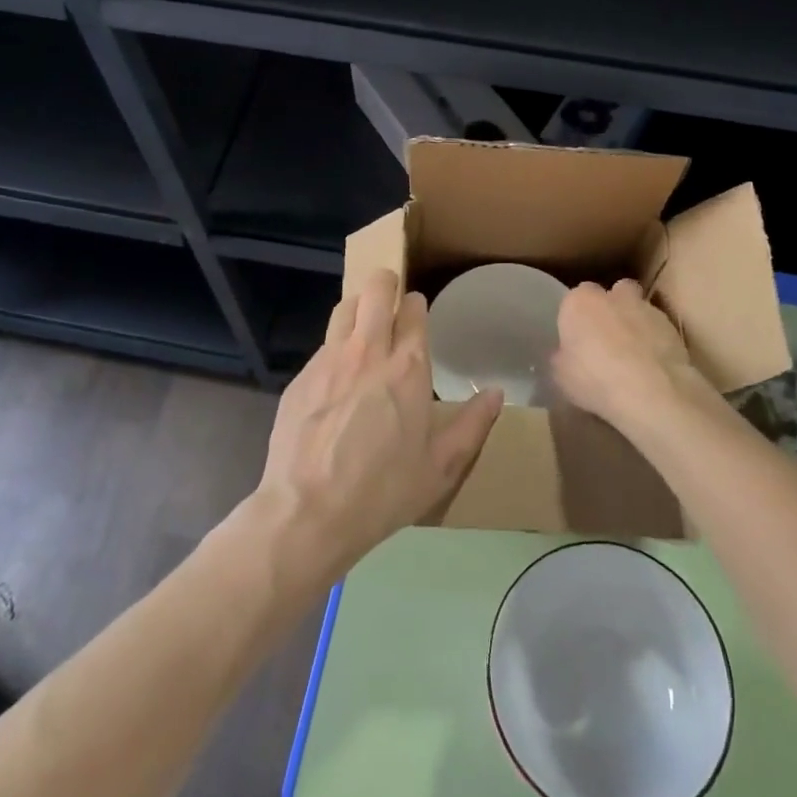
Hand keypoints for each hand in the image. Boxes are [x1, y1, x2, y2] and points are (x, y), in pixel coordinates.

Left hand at [254, 269, 503, 585]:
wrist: (308, 512)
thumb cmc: (383, 491)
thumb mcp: (440, 467)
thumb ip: (472, 425)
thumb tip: (496, 393)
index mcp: (408, 367)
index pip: (413, 308)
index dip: (416, 305)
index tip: (418, 314)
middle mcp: (368, 350)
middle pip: (376, 288)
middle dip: (386, 285)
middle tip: (391, 303)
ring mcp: (328, 359)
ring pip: (345, 307)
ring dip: (359, 309)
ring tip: (364, 330)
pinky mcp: (300, 377)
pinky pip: (322, 345)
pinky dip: (335, 348)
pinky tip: (336, 379)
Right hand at [550, 279, 705, 438]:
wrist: (650, 391)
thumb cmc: (594, 379)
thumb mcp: (561, 375)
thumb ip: (563, 357)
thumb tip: (566, 354)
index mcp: (580, 302)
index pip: (574, 298)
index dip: (577, 317)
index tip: (578, 338)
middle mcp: (613, 296)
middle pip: (612, 292)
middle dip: (611, 308)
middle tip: (607, 338)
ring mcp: (646, 309)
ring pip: (638, 308)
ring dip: (635, 324)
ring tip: (633, 356)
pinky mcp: (672, 327)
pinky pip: (659, 330)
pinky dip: (656, 341)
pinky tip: (653, 367)